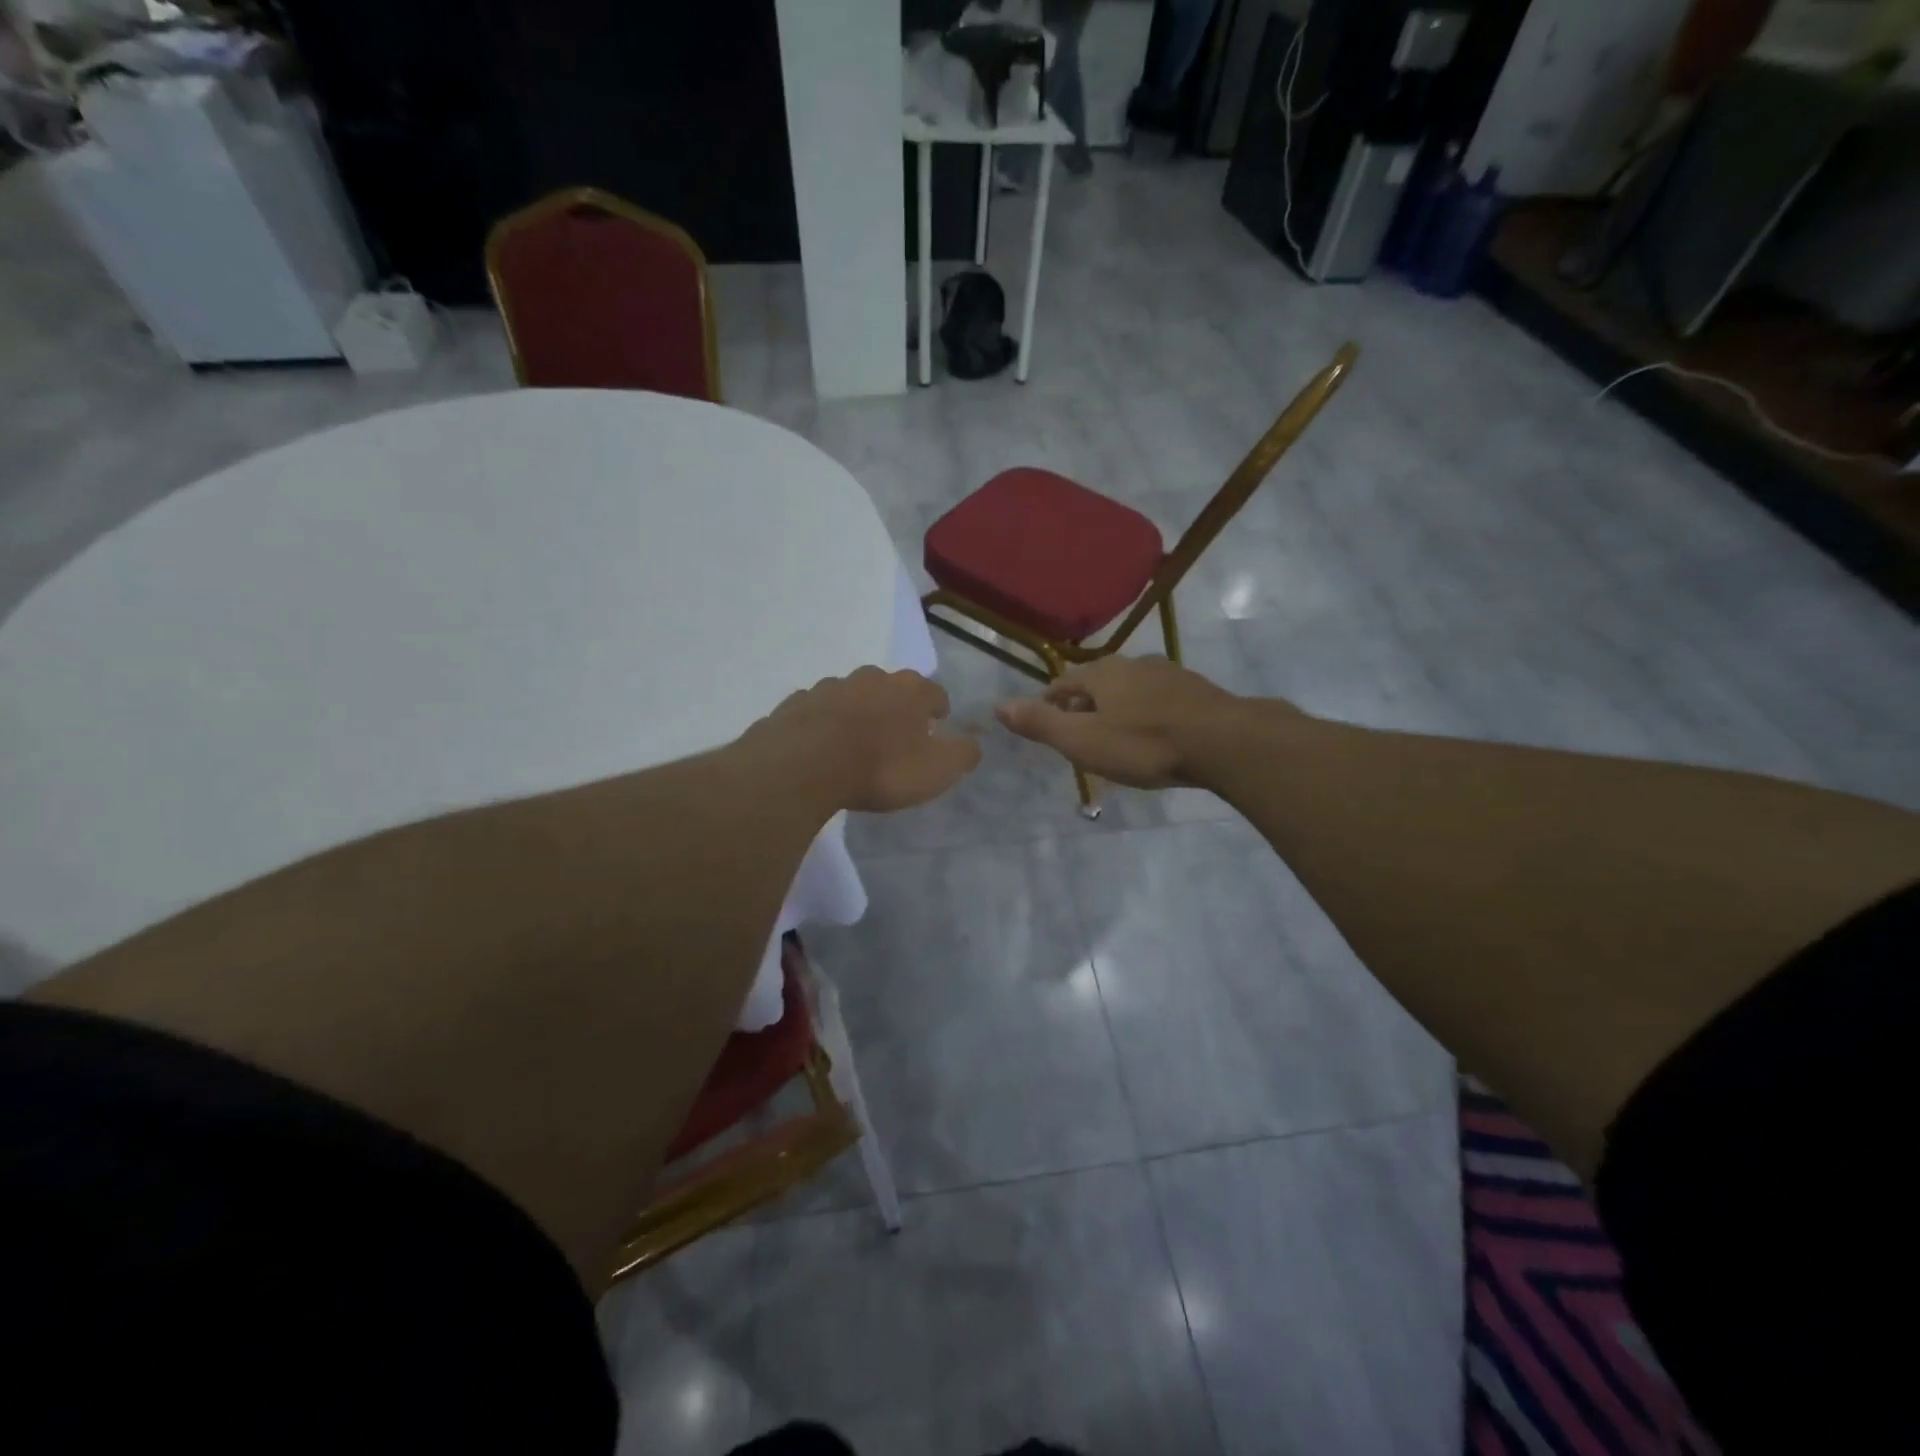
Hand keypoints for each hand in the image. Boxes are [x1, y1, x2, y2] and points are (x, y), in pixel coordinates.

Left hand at [750, 667, 981, 812]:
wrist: (805, 766)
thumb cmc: (881, 768)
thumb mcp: (937, 770)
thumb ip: (962, 754)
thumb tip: (973, 743)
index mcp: (910, 690)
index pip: (935, 692)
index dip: (938, 710)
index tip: (936, 727)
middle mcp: (871, 678)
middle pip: (891, 687)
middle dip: (897, 706)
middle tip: (896, 734)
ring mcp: (830, 686)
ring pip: (852, 694)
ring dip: (858, 711)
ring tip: (856, 740)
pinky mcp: (797, 702)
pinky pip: (818, 710)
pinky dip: (824, 722)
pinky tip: (821, 744)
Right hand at [994, 655, 1253, 788]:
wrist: (1224, 742)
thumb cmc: (1145, 744)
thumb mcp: (1083, 741)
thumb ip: (1041, 724)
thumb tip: (999, 706)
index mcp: (1101, 674)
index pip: (1062, 683)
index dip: (1050, 703)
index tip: (1046, 722)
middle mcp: (1133, 664)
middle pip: (1097, 683)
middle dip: (1084, 706)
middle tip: (1079, 734)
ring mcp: (1169, 673)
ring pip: (1130, 689)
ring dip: (1117, 709)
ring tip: (1115, 736)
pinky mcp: (1197, 690)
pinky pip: (1159, 699)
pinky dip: (1147, 713)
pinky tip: (1154, 735)